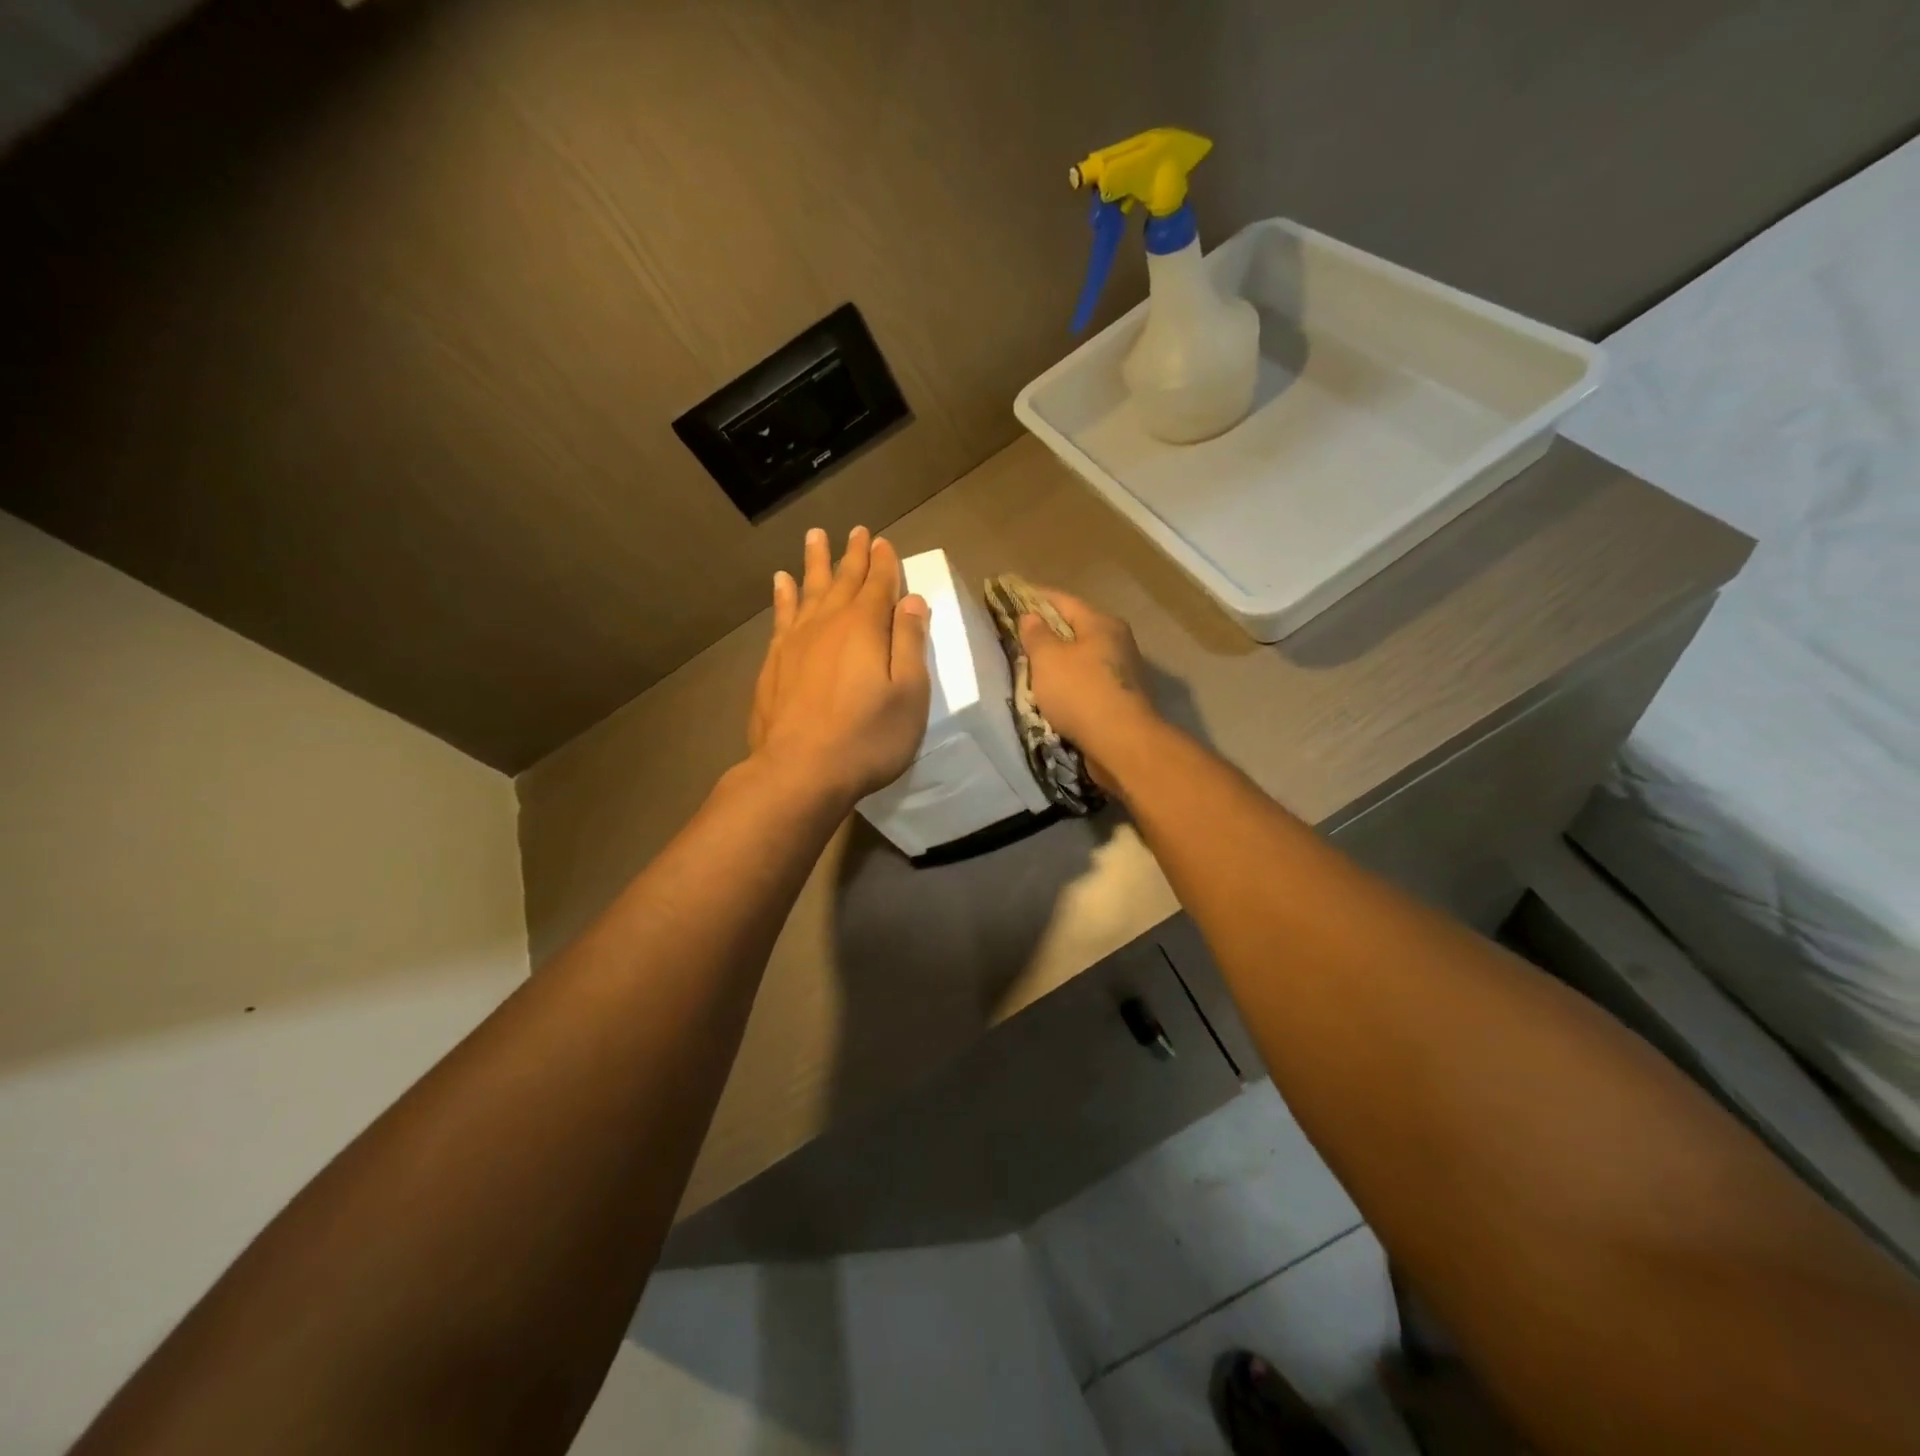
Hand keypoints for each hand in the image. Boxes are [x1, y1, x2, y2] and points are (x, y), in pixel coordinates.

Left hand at [748, 526, 930, 806]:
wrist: (800, 771)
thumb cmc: (867, 737)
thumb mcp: (908, 693)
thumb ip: (909, 643)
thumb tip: (911, 601)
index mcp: (865, 627)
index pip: (878, 584)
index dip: (883, 562)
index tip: (882, 541)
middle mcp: (828, 624)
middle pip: (842, 580)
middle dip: (852, 555)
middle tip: (855, 530)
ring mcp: (795, 642)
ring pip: (807, 590)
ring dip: (814, 563)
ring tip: (814, 537)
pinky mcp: (774, 663)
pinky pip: (781, 616)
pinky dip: (783, 596)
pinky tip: (781, 583)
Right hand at [1017, 589, 1160, 776]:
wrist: (1121, 743)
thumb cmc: (1081, 693)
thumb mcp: (1048, 659)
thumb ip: (1036, 635)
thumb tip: (1031, 616)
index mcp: (1101, 623)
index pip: (1063, 600)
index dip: (1035, 597)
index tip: (1012, 596)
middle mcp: (1117, 641)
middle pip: (1075, 628)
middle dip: (1047, 631)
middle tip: (1018, 636)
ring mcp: (1123, 671)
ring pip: (1082, 657)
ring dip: (1058, 661)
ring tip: (1030, 667)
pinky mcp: (1121, 698)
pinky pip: (1087, 682)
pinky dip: (1069, 683)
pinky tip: (1053, 693)